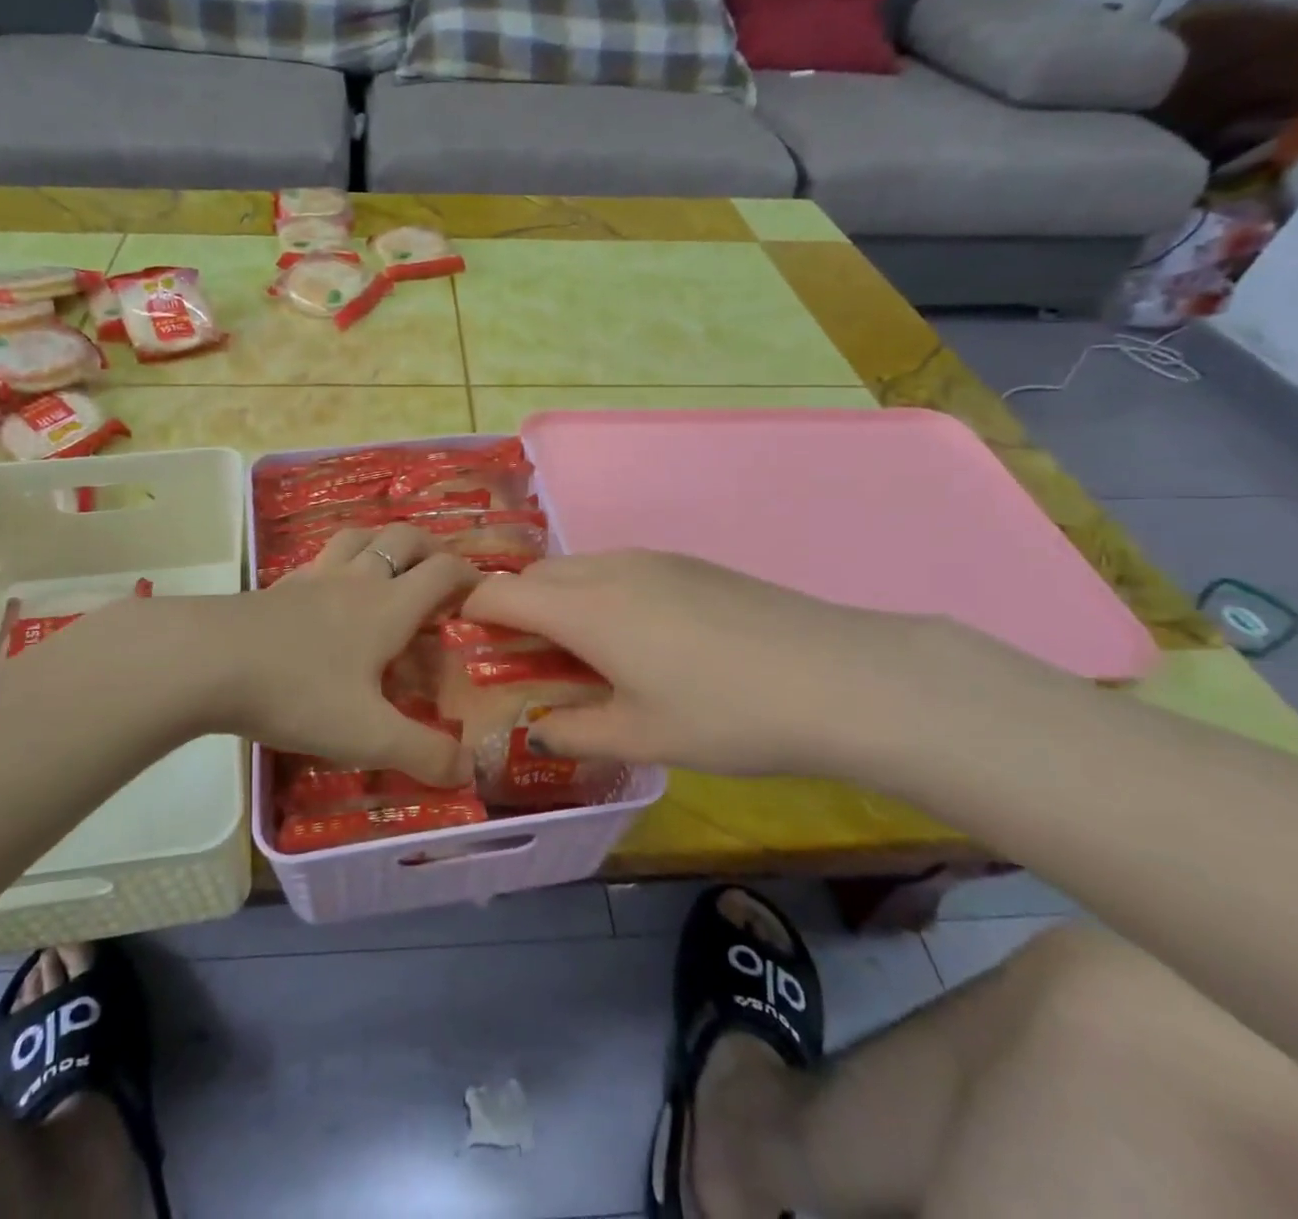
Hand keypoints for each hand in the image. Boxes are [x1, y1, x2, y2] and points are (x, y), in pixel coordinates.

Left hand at [204, 524, 477, 785]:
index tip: (481, 591)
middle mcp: (357, 580)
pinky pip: (320, 558)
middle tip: (441, 569)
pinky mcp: (278, 587)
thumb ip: (424, 753)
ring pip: (359, 536)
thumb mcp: (368, 735)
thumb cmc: (298, 693)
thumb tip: (468, 771)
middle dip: (430, 547)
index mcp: (388, 607)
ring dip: (383, 540)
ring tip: (390, 560)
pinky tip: (328, 585)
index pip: (442, 571)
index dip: (469, 574)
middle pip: (403, 540)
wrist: (206, 662)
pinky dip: (339, 559)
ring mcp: (313, 578)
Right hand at [460, 551, 1001, 779]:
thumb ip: (574, 732)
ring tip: (576, 650)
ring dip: (557, 598)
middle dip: (513, 607)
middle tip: (520, 658)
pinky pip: (616, 568)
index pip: (499, 594)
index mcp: (583, 609)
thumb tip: (537, 728)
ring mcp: (651, 559)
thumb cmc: (724, 714)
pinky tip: (633, 636)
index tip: (463, 642)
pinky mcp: (686, 563)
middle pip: (535, 574)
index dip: (470, 612)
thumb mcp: (641, 737)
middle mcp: (607, 569)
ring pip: (577, 567)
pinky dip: (596, 592)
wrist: (834, 676)